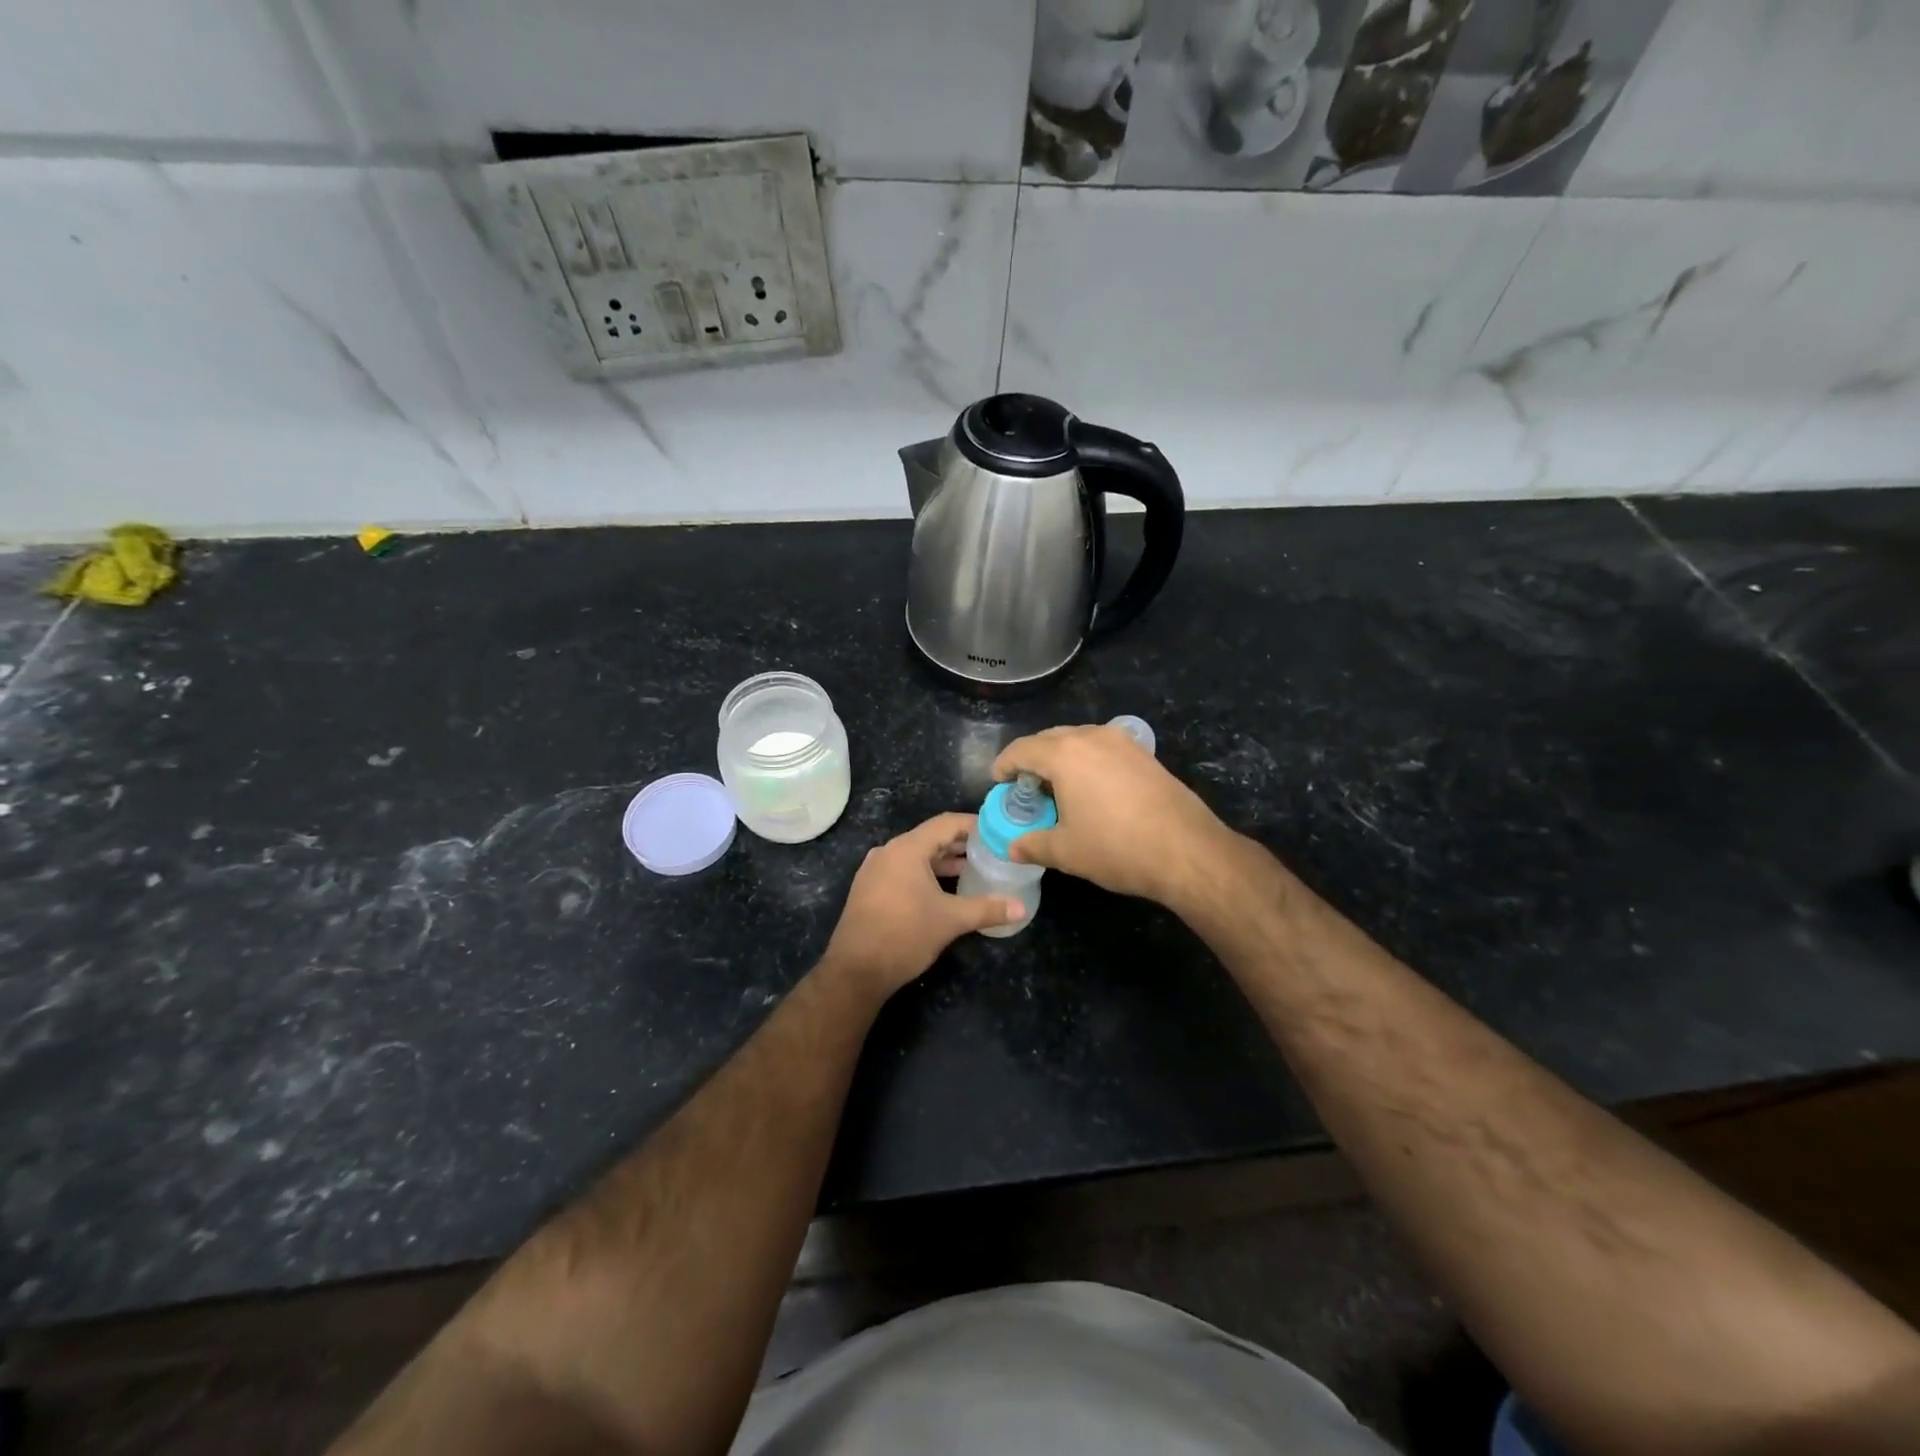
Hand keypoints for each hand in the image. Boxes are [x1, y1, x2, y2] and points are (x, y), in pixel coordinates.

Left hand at [823, 812, 1023, 997]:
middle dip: (961, 844)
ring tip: (973, 869)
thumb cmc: (904, 935)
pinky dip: (926, 874)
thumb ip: (987, 909)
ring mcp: (875, 871)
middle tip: (991, 851)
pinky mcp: (870, 889)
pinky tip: (945, 890)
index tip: (998, 831)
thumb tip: (1022, 909)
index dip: (974, 825)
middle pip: (930, 838)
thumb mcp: (951, 920)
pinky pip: (904, 871)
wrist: (855, 971)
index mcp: (907, 849)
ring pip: (916, 856)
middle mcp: (888, 852)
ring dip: (944, 861)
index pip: (946, 823)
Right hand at [991, 724, 1232, 904]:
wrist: (1187, 851)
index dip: (1004, 765)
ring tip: (1058, 788)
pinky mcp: (1144, 754)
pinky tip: (1092, 789)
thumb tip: (1012, 848)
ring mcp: (1122, 742)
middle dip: (1032, 759)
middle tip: (1026, 788)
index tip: (998, 781)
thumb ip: (1032, 845)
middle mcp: (1091, 737)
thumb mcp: (1066, 851)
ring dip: (1062, 758)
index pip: (1022, 749)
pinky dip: (1088, 761)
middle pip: (1049, 739)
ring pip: (1079, 740)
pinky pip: (1103, 748)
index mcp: (1064, 754)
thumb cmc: (1116, 848)